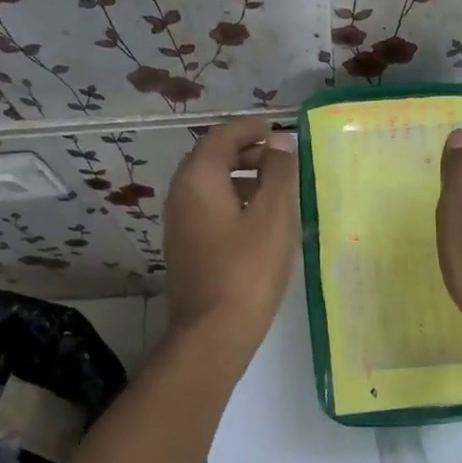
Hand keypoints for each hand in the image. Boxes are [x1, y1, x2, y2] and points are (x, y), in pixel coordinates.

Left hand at [163, 118, 299, 350]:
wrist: (213, 333)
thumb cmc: (247, 269)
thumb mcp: (273, 216)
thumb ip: (279, 173)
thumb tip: (279, 143)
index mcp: (198, 180)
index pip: (221, 137)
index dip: (249, 129)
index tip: (276, 131)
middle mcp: (181, 195)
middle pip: (212, 159)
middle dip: (247, 153)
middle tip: (281, 159)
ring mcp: (180, 224)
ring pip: (211, 186)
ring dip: (242, 179)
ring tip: (277, 190)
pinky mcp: (187, 248)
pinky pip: (210, 209)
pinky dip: (234, 202)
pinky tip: (261, 222)